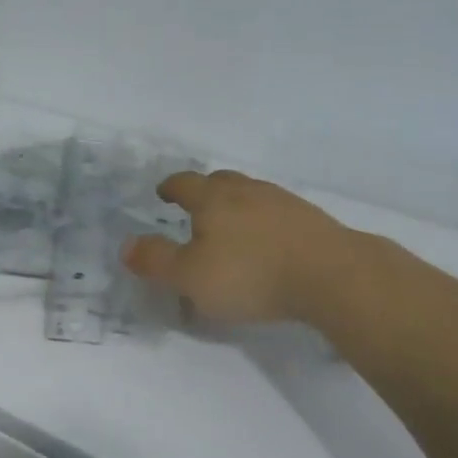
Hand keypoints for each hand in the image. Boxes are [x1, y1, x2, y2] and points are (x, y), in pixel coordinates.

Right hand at [122, 170, 356, 324]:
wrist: (331, 274)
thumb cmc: (251, 274)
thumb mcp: (191, 277)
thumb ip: (156, 260)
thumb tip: (126, 245)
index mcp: (213, 199)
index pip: (185, 183)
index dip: (170, 187)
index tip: (163, 193)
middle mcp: (246, 191)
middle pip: (220, 180)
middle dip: (204, 190)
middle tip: (195, 206)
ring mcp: (282, 201)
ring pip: (250, 193)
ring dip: (236, 203)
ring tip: (231, 224)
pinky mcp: (309, 218)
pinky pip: (276, 210)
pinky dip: (264, 219)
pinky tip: (268, 240)